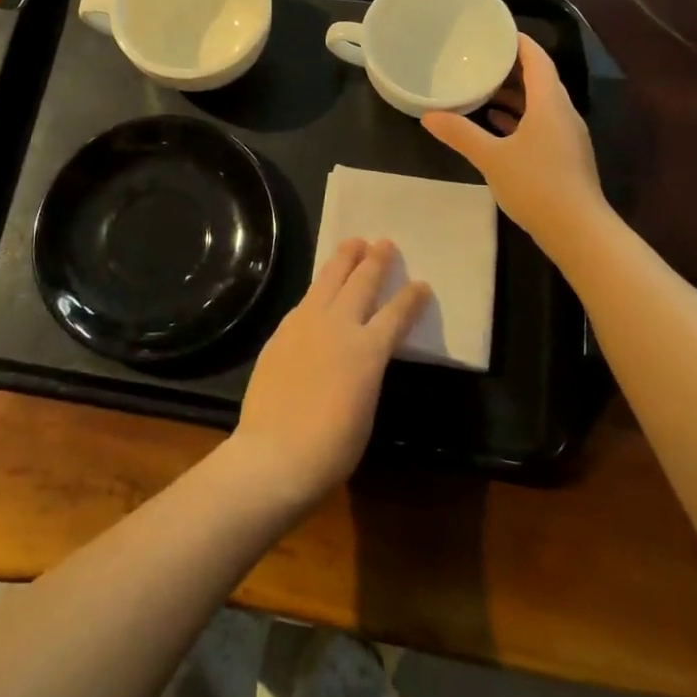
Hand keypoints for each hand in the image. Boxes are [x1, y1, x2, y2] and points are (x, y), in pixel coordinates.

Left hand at [228, 239, 426, 513]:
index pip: (397, 314)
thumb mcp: (365, 407)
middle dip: (376, 261)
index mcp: (368, 351)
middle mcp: (339, 326)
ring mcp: (306, 324)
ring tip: (354, 243)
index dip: (411, 298)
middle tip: (385, 244)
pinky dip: (319, 287)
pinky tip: (321, 287)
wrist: (275, 453)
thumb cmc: (332, 447)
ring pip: (329, 279)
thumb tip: (362, 355)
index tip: (422, 284)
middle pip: (361, 282)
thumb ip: (367, 370)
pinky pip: (306, 300)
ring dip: (344, 258)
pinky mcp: (282, 331)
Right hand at [423, 34, 608, 254]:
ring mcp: (566, 136)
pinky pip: (541, 123)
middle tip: (480, 58)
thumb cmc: (536, 184)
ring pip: (540, 103)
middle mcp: (562, 113)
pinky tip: (497, 124)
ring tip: (482, 88)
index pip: (537, 60)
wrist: (577, 230)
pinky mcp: (565, 156)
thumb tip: (429, 116)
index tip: (496, 31)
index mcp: (549, 103)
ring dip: (515, 94)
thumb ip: (460, 134)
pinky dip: (520, 117)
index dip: (519, 42)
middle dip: (512, 68)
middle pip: (540, 79)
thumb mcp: (491, 158)